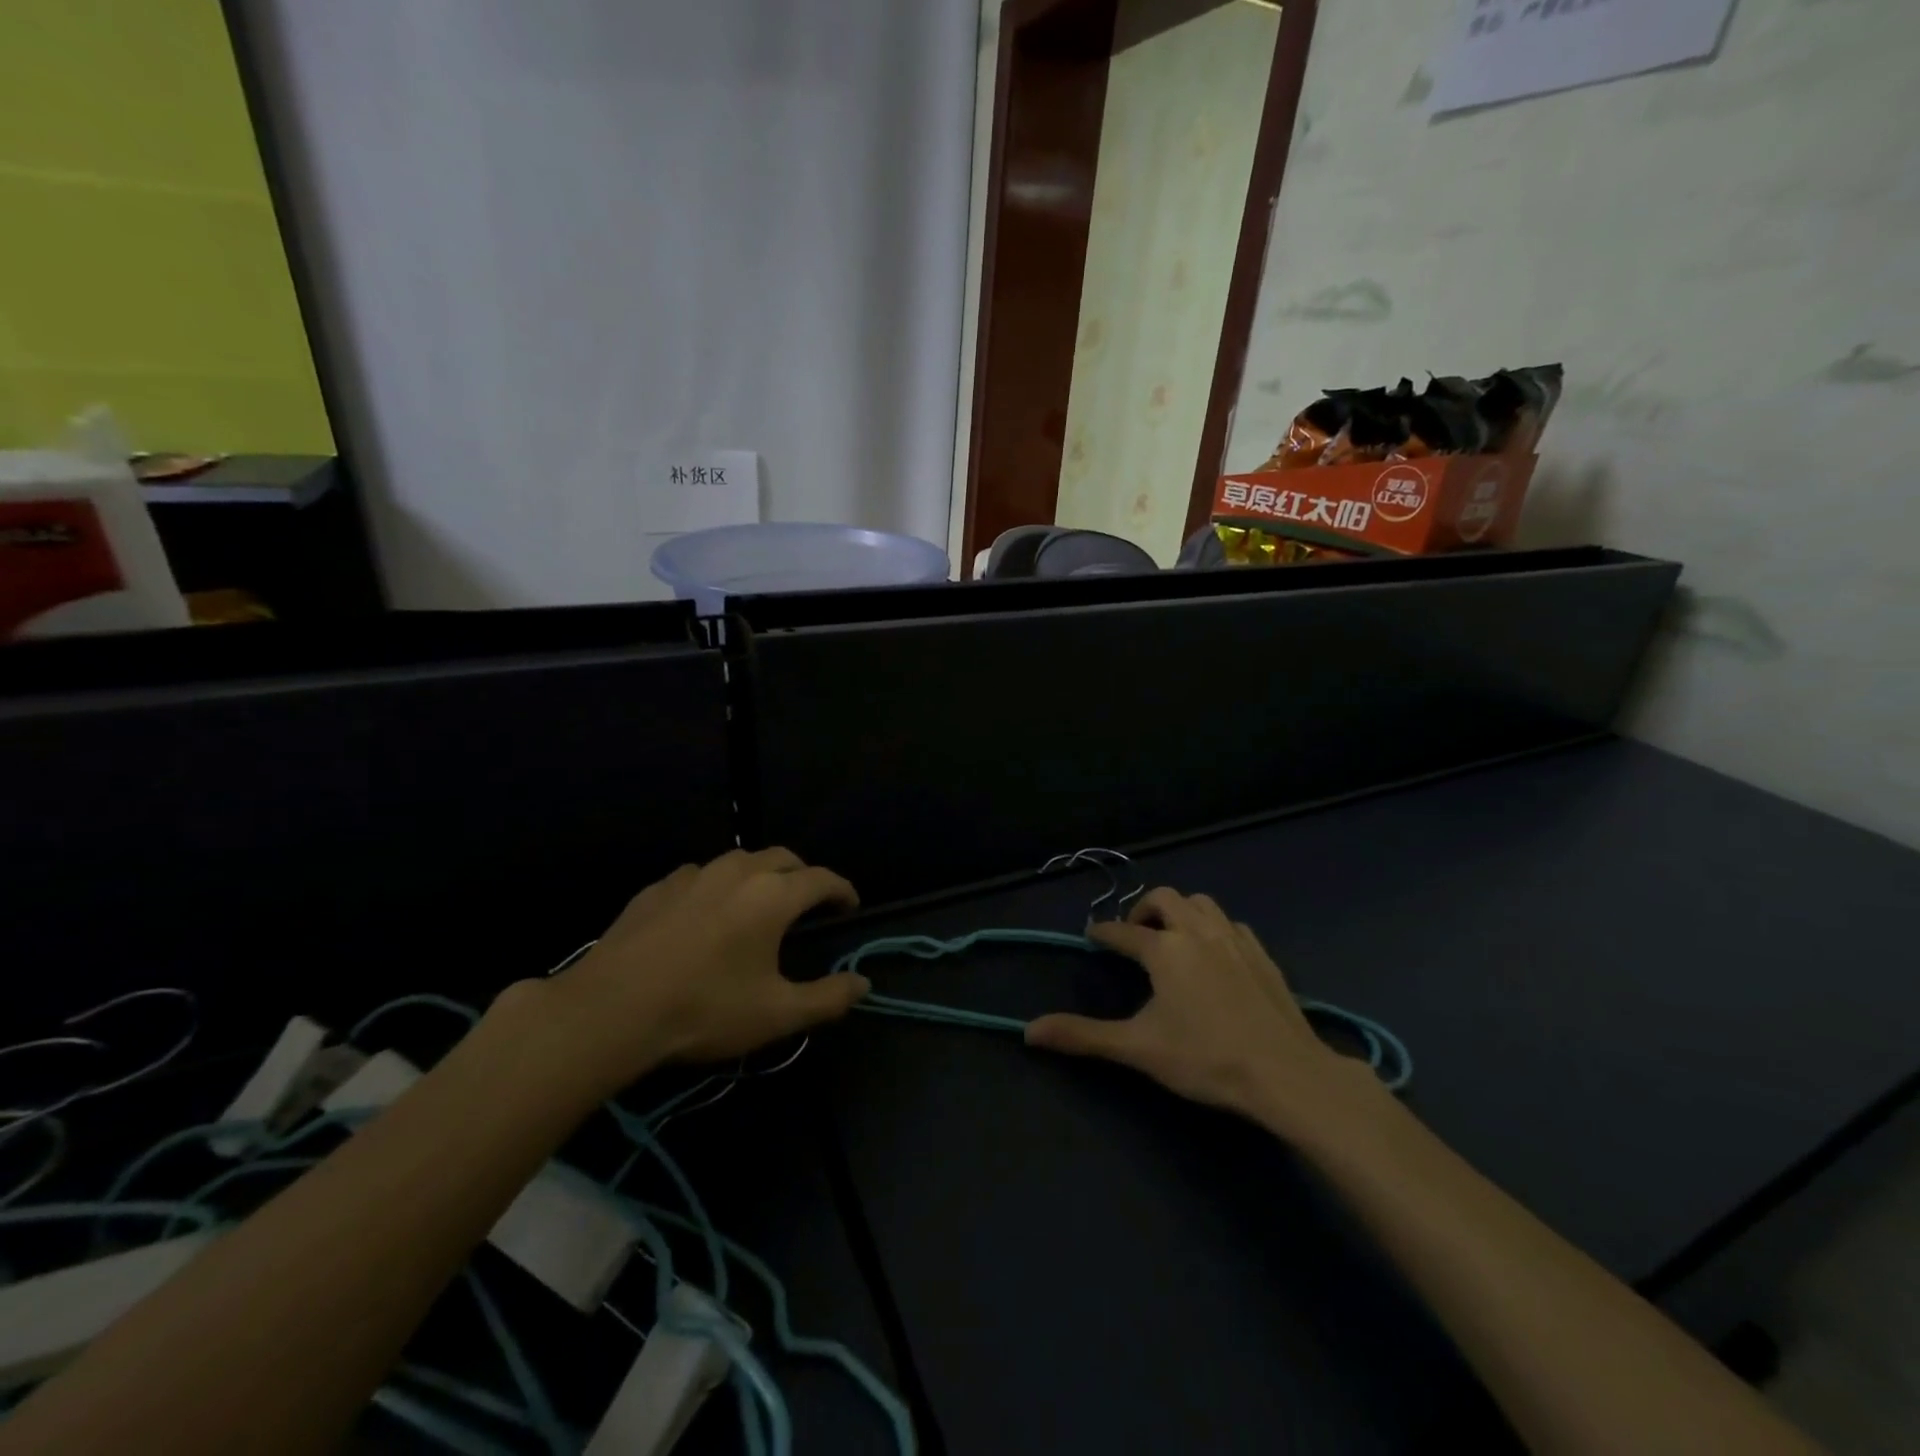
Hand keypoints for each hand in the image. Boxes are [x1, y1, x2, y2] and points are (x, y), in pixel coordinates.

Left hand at [529, 848, 867, 1097]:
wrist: (610, 1009)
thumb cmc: (705, 1009)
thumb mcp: (777, 1014)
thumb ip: (828, 997)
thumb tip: (863, 983)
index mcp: (773, 895)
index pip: (822, 879)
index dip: (842, 890)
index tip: (850, 906)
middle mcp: (738, 872)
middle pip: (784, 858)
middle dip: (804, 875)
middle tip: (809, 902)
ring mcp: (693, 875)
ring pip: (740, 860)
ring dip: (761, 874)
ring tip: (759, 902)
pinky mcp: (658, 887)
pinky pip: (701, 875)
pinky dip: (718, 886)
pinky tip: (706, 913)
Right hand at [1025, 887, 1383, 1134]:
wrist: (1286, 1073)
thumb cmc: (1206, 1058)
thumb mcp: (1138, 1048)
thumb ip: (1083, 1035)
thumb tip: (1028, 1031)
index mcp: (1164, 949)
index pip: (1122, 932)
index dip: (1102, 932)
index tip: (1091, 935)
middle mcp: (1197, 931)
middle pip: (1163, 899)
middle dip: (1143, 910)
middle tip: (1134, 936)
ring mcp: (1234, 939)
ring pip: (1201, 902)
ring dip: (1180, 910)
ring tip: (1172, 936)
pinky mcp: (1262, 954)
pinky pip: (1230, 923)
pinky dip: (1213, 927)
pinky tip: (1214, 952)